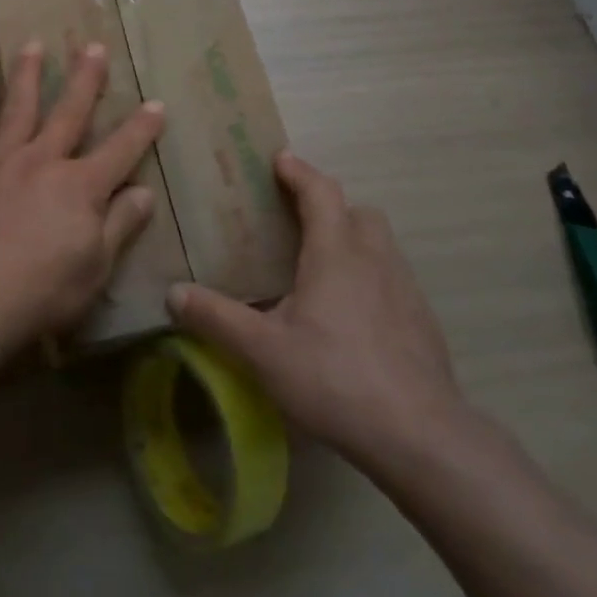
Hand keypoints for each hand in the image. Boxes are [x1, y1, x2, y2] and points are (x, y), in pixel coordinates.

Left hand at [0, 39, 166, 354]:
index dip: (142, 128)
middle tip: (92, 46)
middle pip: (68, 112)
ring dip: (27, 77)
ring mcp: (1, 165)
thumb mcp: (96, 266)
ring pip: (17, 111)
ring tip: (32, 45)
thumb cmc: (43, 289)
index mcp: (80, 185)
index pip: (120, 150)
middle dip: (84, 79)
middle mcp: (42, 162)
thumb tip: (144, 192)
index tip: (157, 104)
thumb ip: (120, 224)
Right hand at [166, 152, 473, 473]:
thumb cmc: (334, 379)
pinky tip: (353, 317)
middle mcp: (375, 259)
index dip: (299, 171)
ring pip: (380, 245)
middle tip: (299, 222)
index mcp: (335, 254)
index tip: (280, 160)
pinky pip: (394, 279)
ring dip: (353, 241)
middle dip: (331, 207)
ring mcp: (406, 290)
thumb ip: (217, 319)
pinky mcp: (423, 322)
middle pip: (358, 212)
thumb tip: (173, 293)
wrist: (420, 436)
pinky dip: (371, 278)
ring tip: (323, 270)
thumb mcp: (263, 351)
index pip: (320, 192)